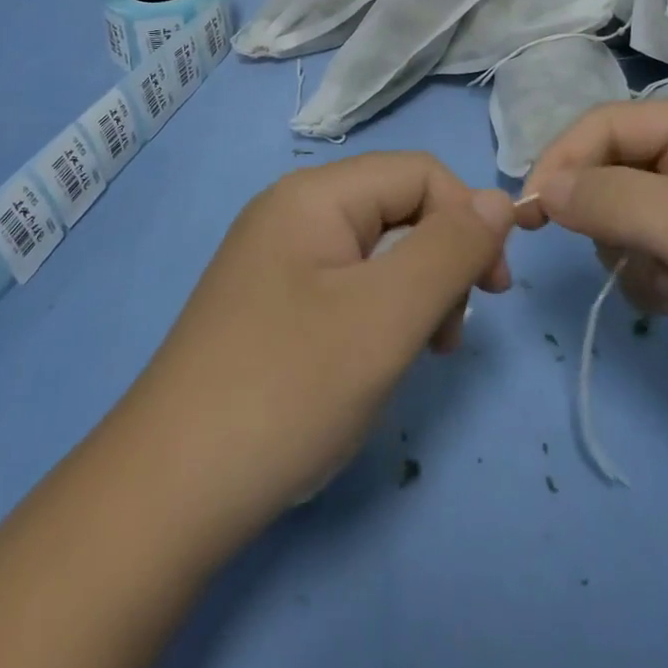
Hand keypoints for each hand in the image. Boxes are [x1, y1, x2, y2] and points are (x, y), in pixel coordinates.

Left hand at [122, 152, 514, 536]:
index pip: (419, 173)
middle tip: (449, 336)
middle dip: (440, 261)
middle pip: (396, 208)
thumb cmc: (287, 389)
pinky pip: (344, 285)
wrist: (167, 494)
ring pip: (374, 251)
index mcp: (314, 194)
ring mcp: (275, 259)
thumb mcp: (385, 317)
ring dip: (413, 292)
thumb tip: (500, 199)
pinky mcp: (269, 303)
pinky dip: (377, 315)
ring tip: (417, 354)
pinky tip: (373, 362)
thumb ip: (451, 250)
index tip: (493, 291)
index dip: (468, 218)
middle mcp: (291, 211)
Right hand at [519, 100, 667, 457]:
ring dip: (633, 256)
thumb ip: (616, 200)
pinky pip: (655, 255)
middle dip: (607, 217)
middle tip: (625, 260)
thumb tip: (540, 188)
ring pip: (629, 217)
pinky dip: (655, 281)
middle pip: (617, 169)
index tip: (530, 214)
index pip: (611, 124)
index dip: (564, 160)